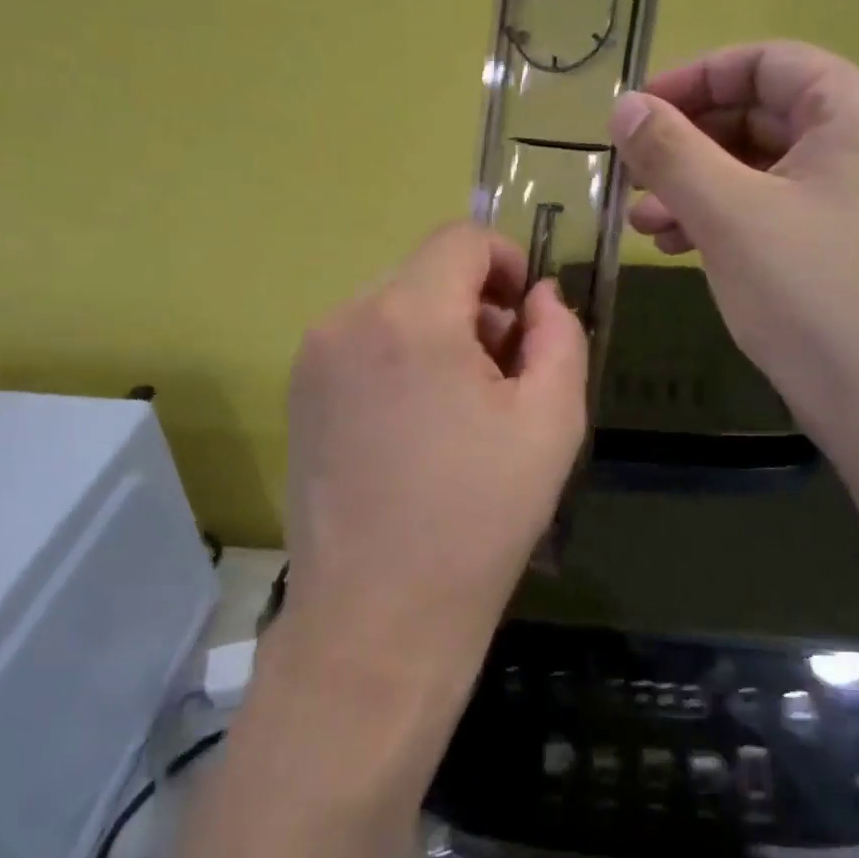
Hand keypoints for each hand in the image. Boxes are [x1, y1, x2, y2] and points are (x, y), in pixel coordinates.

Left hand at [279, 223, 587, 712]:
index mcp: (408, 317)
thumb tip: (541, 297)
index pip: (462, 239)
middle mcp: (346, 320)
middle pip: (426, 272)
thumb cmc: (479, 518)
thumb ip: (560, 335)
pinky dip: (400, 360)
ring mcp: (312, 358)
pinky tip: (417, 429)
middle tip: (505, 377)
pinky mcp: (298, 396)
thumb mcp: (552, 420)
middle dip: (476, 306)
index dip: (509, 263)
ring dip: (438, 334)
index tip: (528, 319)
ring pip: (393, 308)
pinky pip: (362, 345)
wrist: (379, 618)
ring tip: (462, 410)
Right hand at [610, 41, 858, 446]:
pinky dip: (721, 220)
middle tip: (631, 176)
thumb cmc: (811, 295)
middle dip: (687, 143)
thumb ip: (671, 152)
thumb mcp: (729, 215)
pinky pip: (770, 211)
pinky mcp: (839, 247)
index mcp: (853, 111)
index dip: (692, 79)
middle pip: (759, 115)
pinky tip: (677, 248)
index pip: (763, 62)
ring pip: (758, 169)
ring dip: (695, 187)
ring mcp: (853, 199)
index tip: (634, 112)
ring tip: (641, 223)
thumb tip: (624, 106)